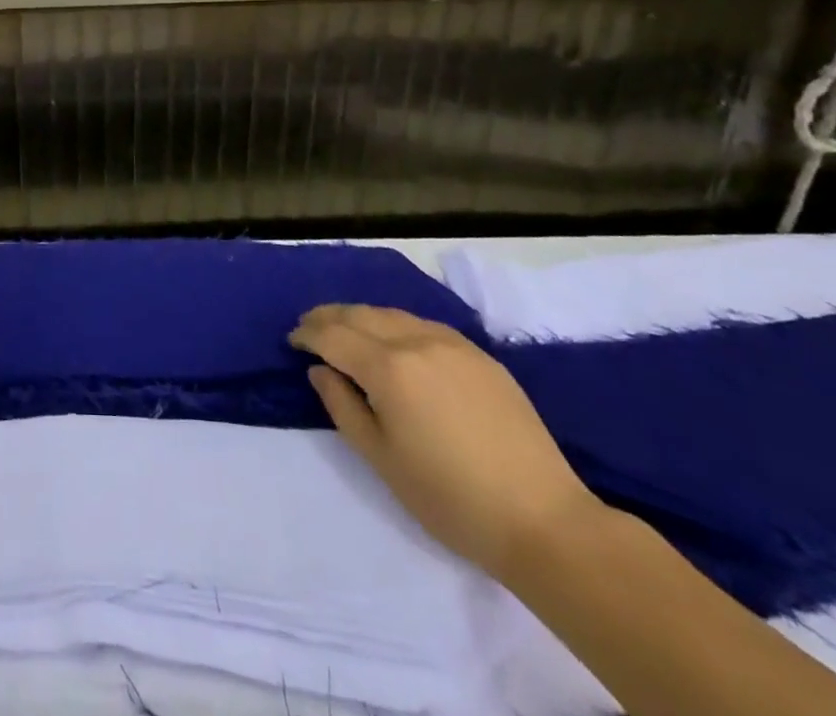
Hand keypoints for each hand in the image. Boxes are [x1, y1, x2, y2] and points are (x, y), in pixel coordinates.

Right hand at [290, 304, 604, 579]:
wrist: (543, 521)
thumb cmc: (450, 498)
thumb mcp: (381, 459)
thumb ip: (342, 407)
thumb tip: (320, 371)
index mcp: (388, 368)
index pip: (333, 335)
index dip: (307, 334)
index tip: (292, 341)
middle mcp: (416, 341)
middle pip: (359, 315)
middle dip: (328, 317)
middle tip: (309, 328)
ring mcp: (452, 344)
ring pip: (392, 314)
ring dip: (360, 317)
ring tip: (345, 330)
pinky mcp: (480, 355)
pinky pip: (424, 325)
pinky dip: (395, 324)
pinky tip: (393, 340)